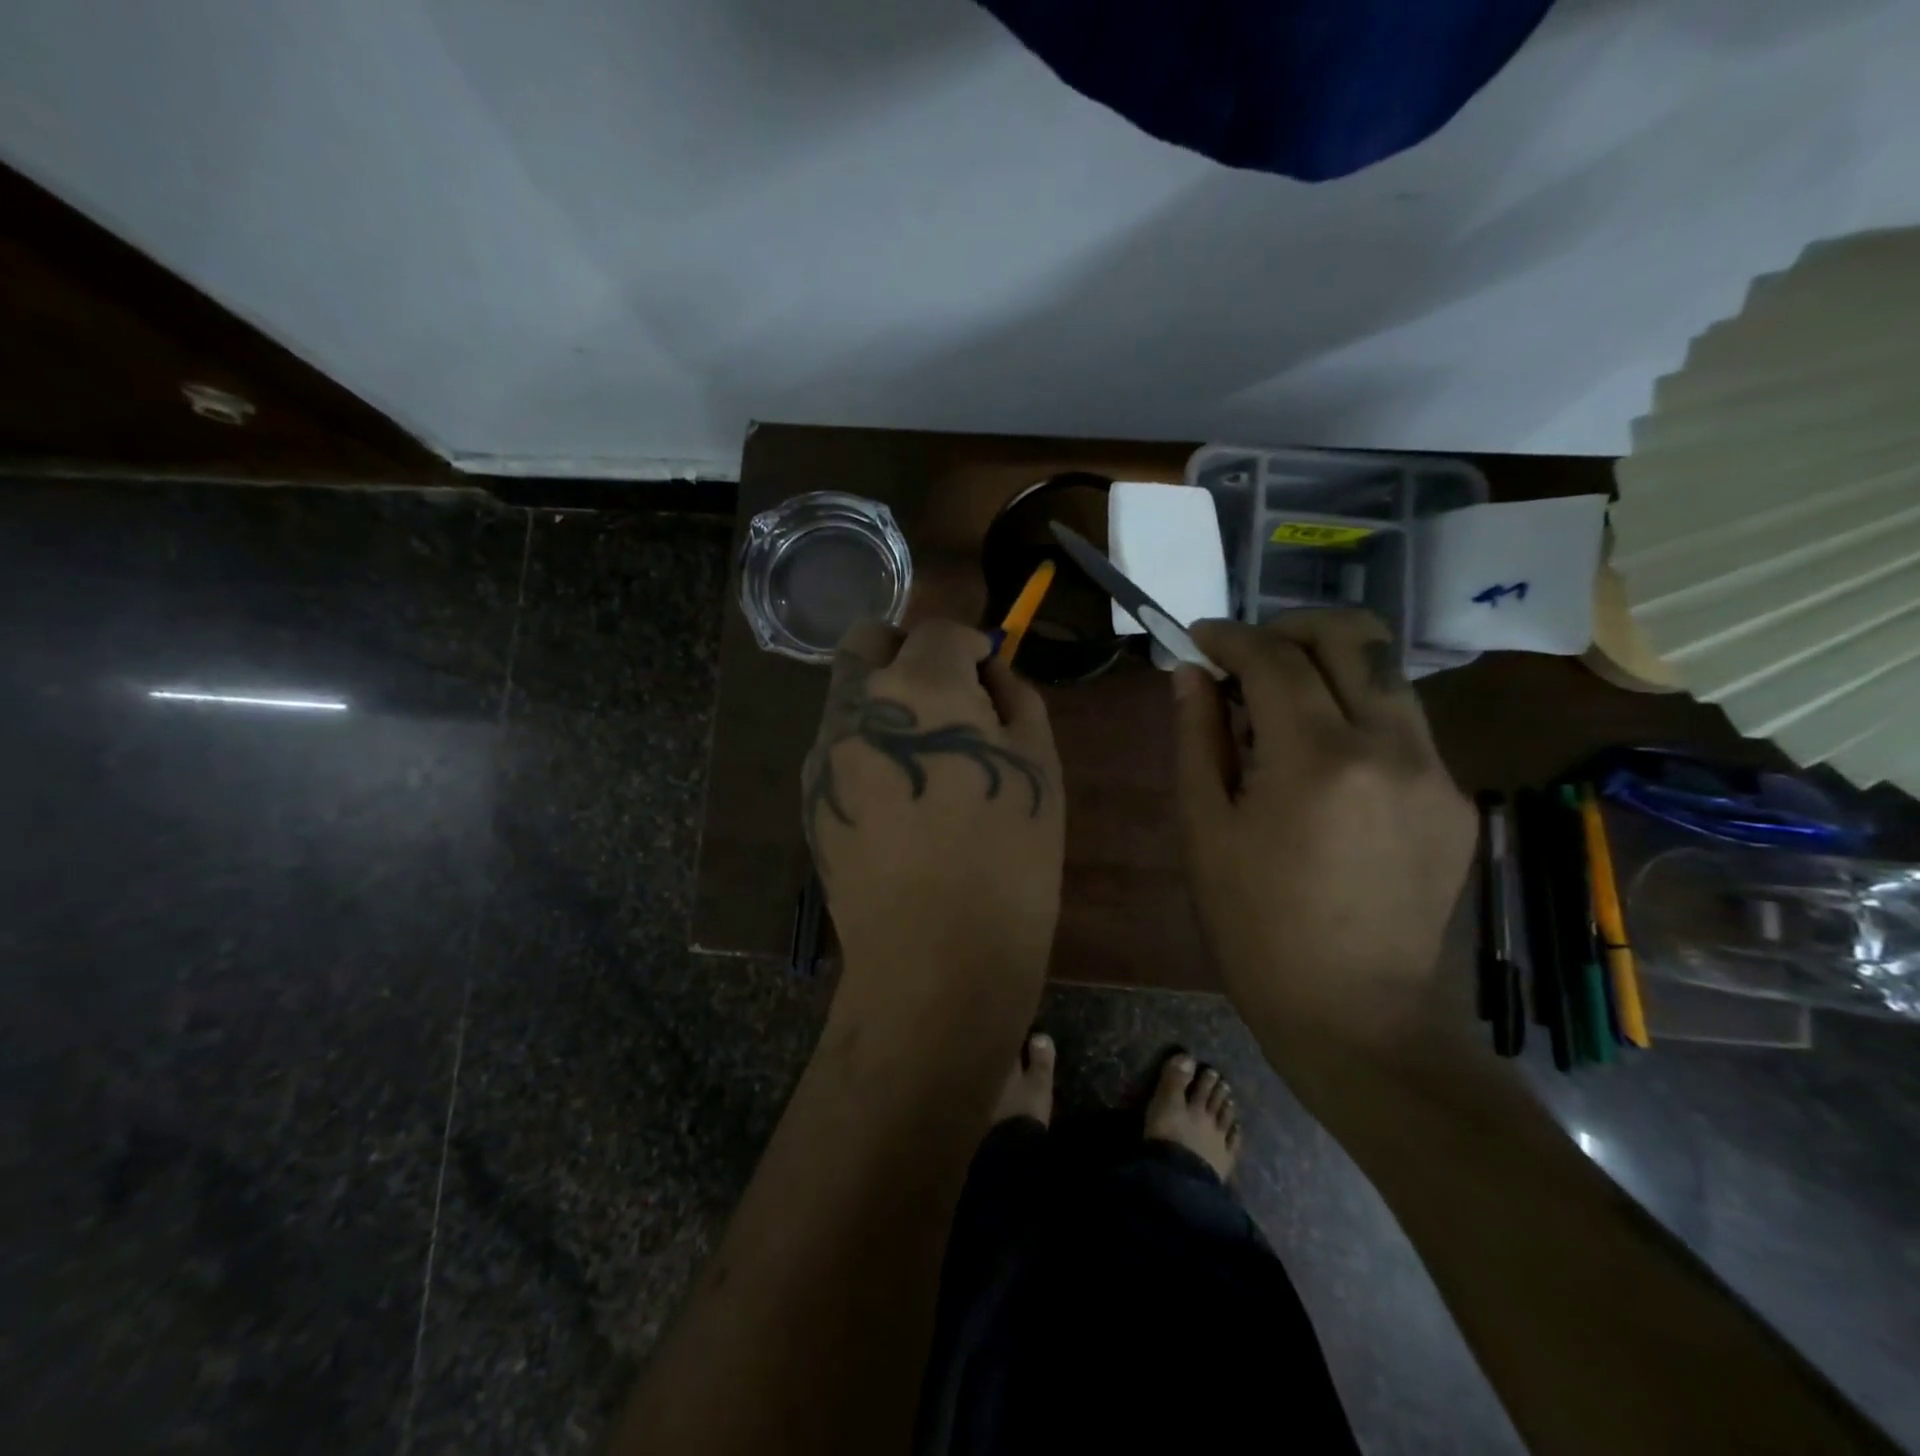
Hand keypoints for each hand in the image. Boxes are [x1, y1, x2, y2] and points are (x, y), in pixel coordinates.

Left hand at [803, 619, 1063, 1006]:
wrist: (936, 958)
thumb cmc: (1009, 859)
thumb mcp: (1039, 764)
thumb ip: (1015, 698)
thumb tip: (990, 674)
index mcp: (920, 689)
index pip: (937, 629)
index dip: (970, 643)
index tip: (989, 673)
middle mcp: (856, 706)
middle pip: (869, 640)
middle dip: (910, 651)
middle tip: (948, 695)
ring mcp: (823, 752)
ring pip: (848, 692)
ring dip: (886, 697)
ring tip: (927, 754)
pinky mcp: (809, 796)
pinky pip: (838, 743)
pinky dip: (868, 742)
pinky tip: (900, 796)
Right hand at [1172, 611, 1474, 1050]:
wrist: (1355, 1014)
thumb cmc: (1255, 926)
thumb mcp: (1205, 829)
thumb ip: (1198, 737)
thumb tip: (1189, 673)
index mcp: (1318, 760)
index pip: (1274, 658)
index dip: (1230, 636)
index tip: (1199, 637)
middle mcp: (1392, 747)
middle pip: (1354, 635)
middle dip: (1291, 626)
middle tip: (1248, 655)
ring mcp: (1438, 772)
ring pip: (1386, 675)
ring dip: (1327, 668)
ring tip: (1281, 710)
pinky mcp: (1456, 800)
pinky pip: (1404, 726)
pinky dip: (1356, 716)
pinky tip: (1324, 765)